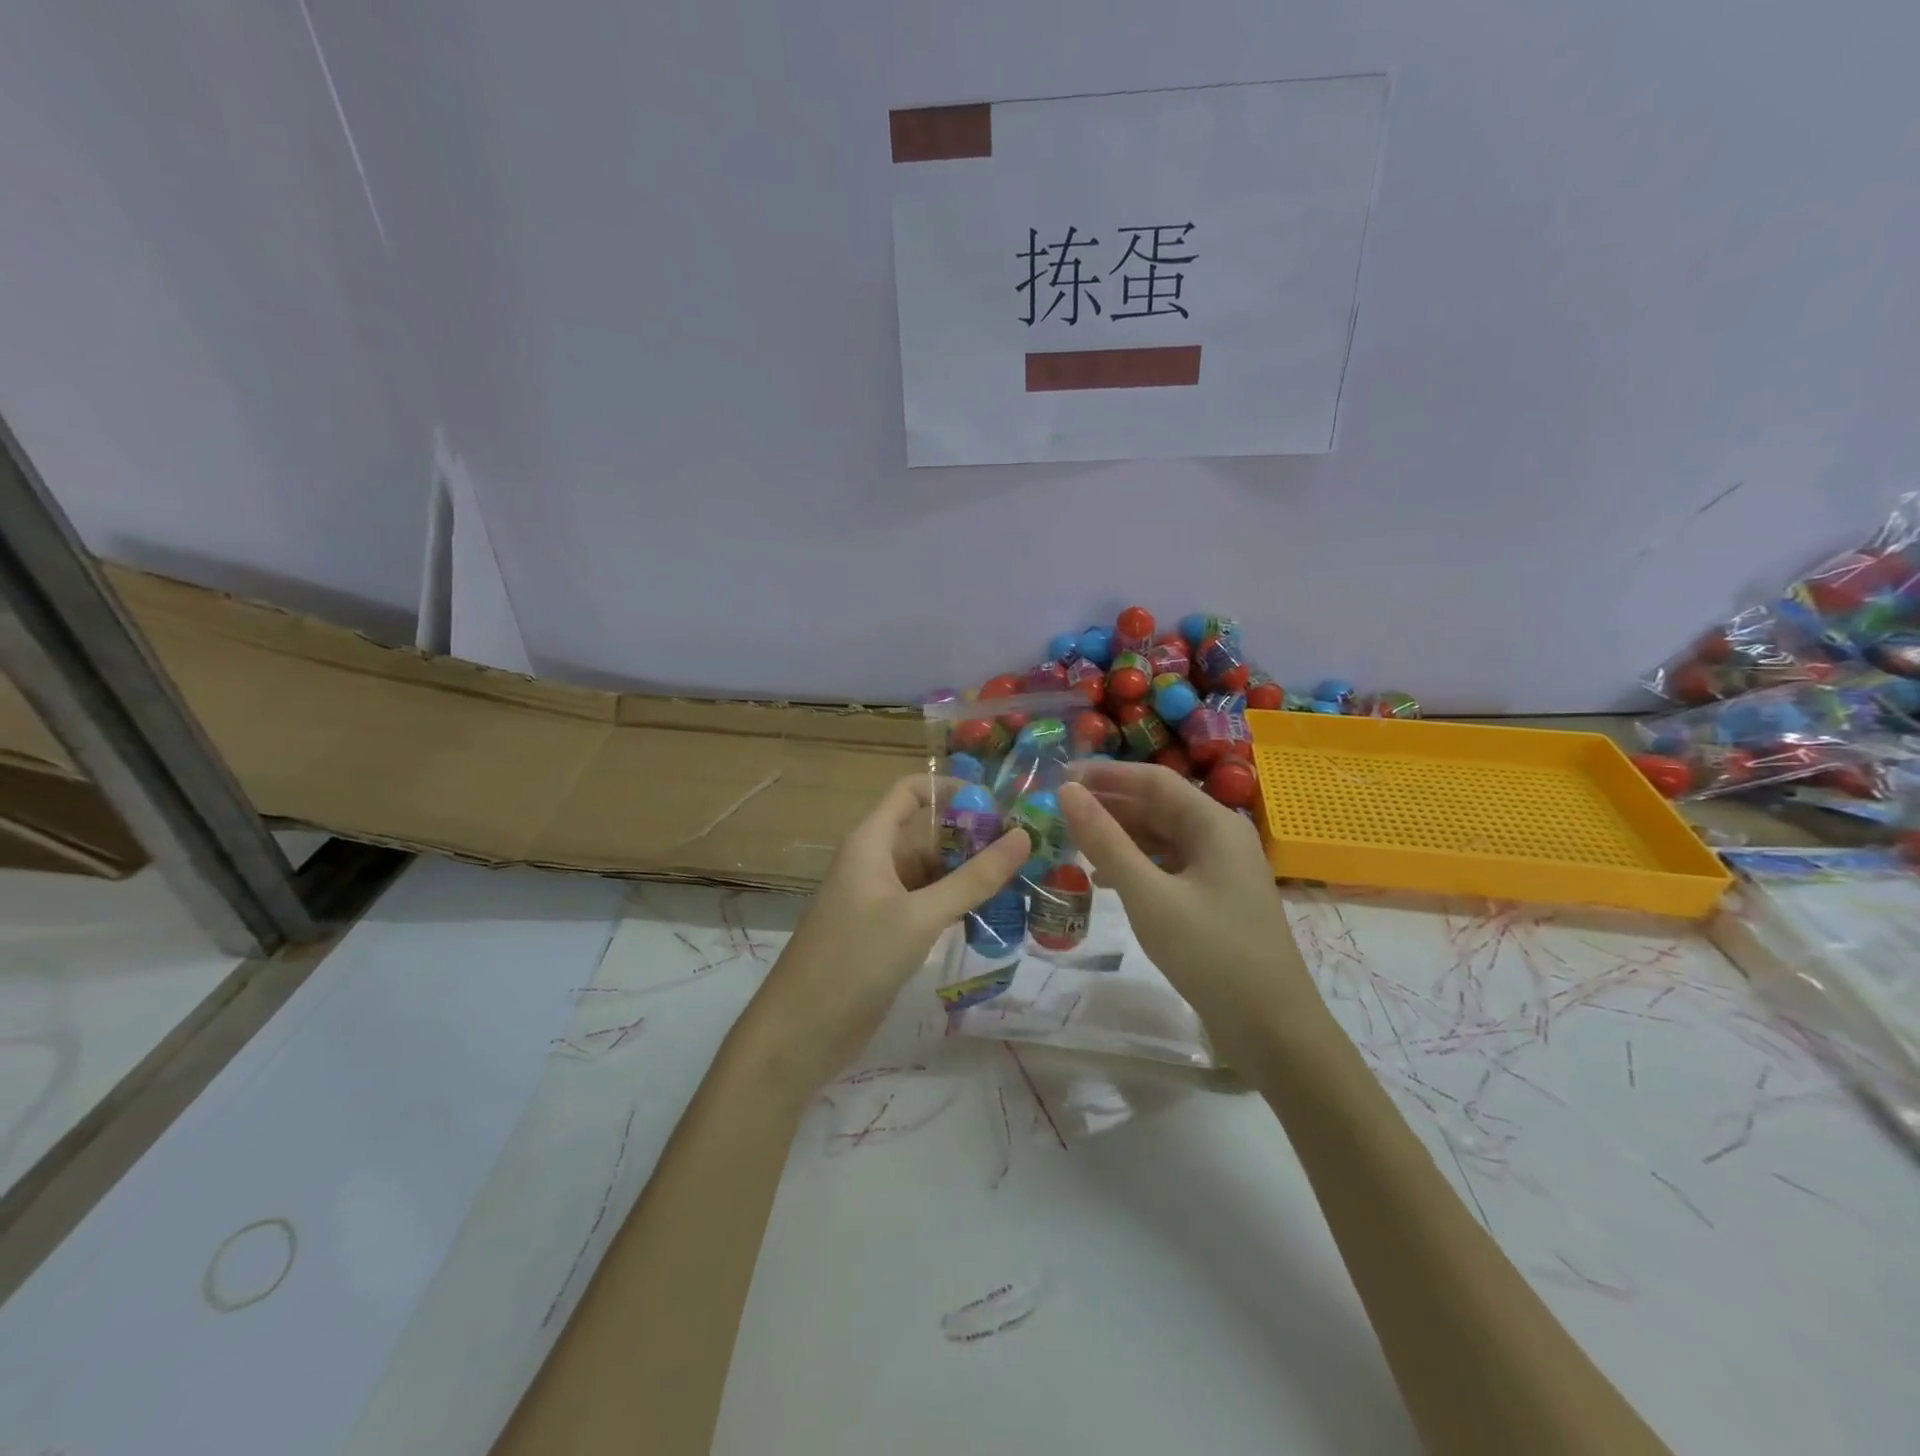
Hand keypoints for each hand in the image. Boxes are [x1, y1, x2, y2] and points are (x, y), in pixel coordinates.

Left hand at [733, 775, 1028, 1096]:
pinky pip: (928, 903)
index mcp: (872, 842)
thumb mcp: (920, 916)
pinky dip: (958, 904)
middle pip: (929, 832)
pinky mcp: (887, 931)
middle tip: (1029, 850)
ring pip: (932, 871)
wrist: (802, 1031)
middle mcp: (876, 861)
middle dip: (974, 837)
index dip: (952, 789)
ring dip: (971, 874)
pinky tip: (994, 915)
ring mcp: (881, 898)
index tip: (999, 806)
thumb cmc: (855, 959)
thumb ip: (974, 879)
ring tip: (1024, 880)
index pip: (911, 791)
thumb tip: (1024, 837)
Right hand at [1060, 762, 1311, 1044]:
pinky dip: (1135, 865)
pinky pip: (1168, 866)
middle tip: (1057, 812)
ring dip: (1119, 837)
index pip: (1153, 780)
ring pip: (1161, 837)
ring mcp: (1220, 869)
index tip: (1058, 778)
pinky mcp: (1215, 898)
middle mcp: (1221, 837)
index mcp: (1214, 824)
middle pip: (1158, 806)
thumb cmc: (1211, 954)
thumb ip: (1106, 841)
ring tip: (1072, 842)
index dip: (1105, 775)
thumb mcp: (1149, 895)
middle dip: (1109, 806)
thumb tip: (1067, 792)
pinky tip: (1104, 879)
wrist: (1272, 1030)